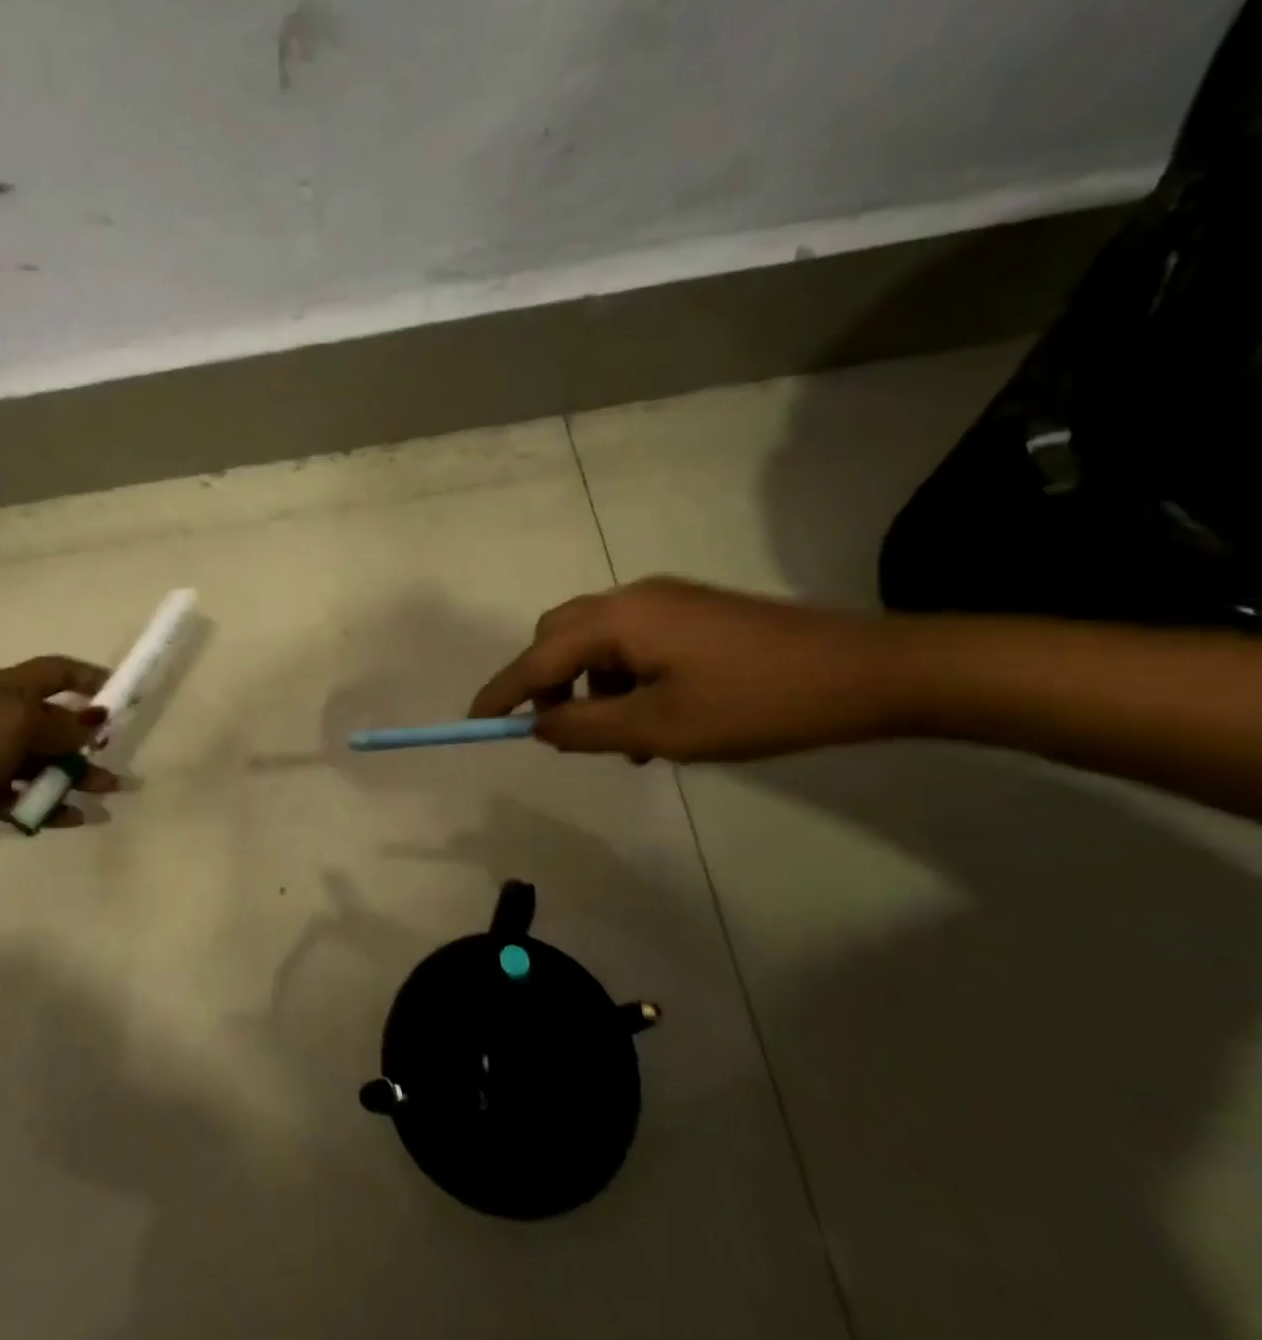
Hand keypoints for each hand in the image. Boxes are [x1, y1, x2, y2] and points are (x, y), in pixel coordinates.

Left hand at [0, 656, 120, 850]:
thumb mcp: (19, 723)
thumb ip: (63, 725)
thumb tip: (97, 719)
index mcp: (11, 691)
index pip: (58, 673)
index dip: (91, 678)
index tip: (123, 697)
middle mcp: (5, 721)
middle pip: (58, 724)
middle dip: (91, 739)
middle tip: (116, 755)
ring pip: (48, 765)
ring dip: (80, 777)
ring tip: (111, 792)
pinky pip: (29, 799)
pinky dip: (53, 806)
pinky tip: (78, 818)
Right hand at [470, 577, 900, 762]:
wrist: (865, 672)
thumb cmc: (754, 704)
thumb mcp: (660, 728)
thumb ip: (585, 727)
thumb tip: (536, 725)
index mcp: (617, 620)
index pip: (537, 658)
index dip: (502, 692)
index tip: (475, 722)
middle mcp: (631, 598)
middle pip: (559, 637)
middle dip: (545, 684)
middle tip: (555, 731)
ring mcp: (665, 601)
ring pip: (596, 642)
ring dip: (588, 686)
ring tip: (619, 740)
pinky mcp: (691, 612)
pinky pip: (631, 643)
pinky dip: (621, 678)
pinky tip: (651, 717)